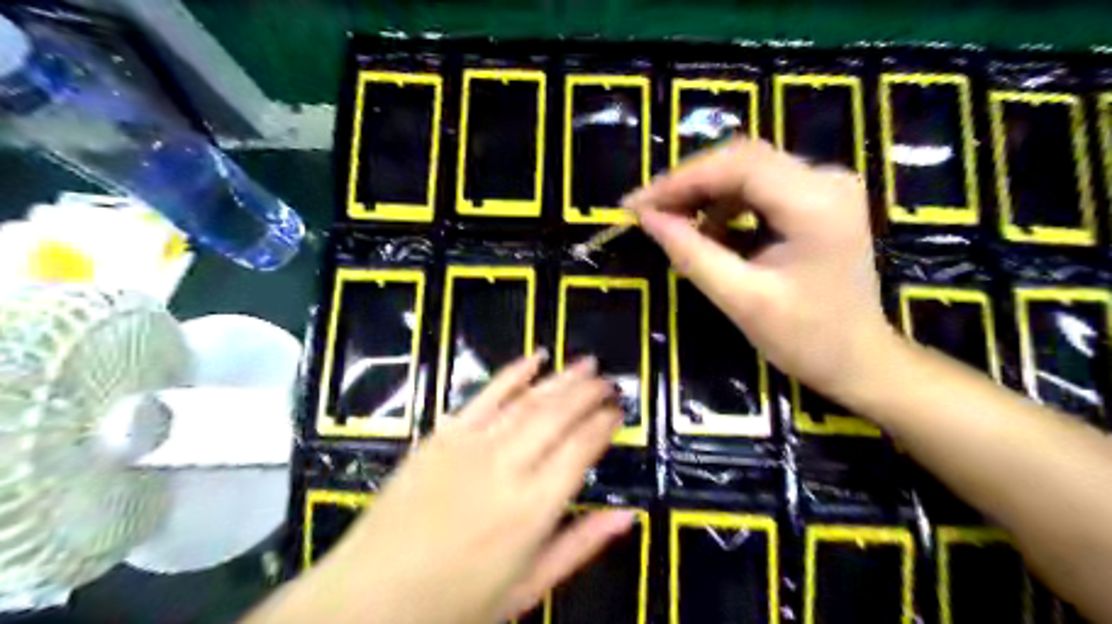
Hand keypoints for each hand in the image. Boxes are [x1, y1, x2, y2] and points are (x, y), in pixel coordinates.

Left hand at [253, 355, 633, 623]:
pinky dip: (513, 373)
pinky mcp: (443, 435)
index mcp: (533, 508)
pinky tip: (534, 359)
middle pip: (559, 414)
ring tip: (585, 363)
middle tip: (608, 381)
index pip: (582, 449)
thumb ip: (582, 545)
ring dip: (561, 378)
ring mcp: (471, 445)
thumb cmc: (454, 603)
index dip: (604, 424)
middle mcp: (507, 467)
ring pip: (528, 399)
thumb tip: (627, 517)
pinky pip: (485, 394)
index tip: (618, 412)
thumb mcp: (529, 586)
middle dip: (588, 392)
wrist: (370, 599)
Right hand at [624, 136, 890, 398]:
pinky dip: (724, 205)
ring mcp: (824, 186)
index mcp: (816, 203)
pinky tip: (706, 231)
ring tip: (670, 224)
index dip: (679, 180)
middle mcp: (825, 179)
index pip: (737, 165)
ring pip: (747, 170)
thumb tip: (646, 218)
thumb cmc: (807, 339)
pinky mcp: (817, 199)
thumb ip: (691, 253)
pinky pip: (759, 187)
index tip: (636, 205)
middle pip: (741, 160)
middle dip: (687, 184)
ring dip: (703, 194)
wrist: (860, 360)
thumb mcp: (741, 299)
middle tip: (646, 212)